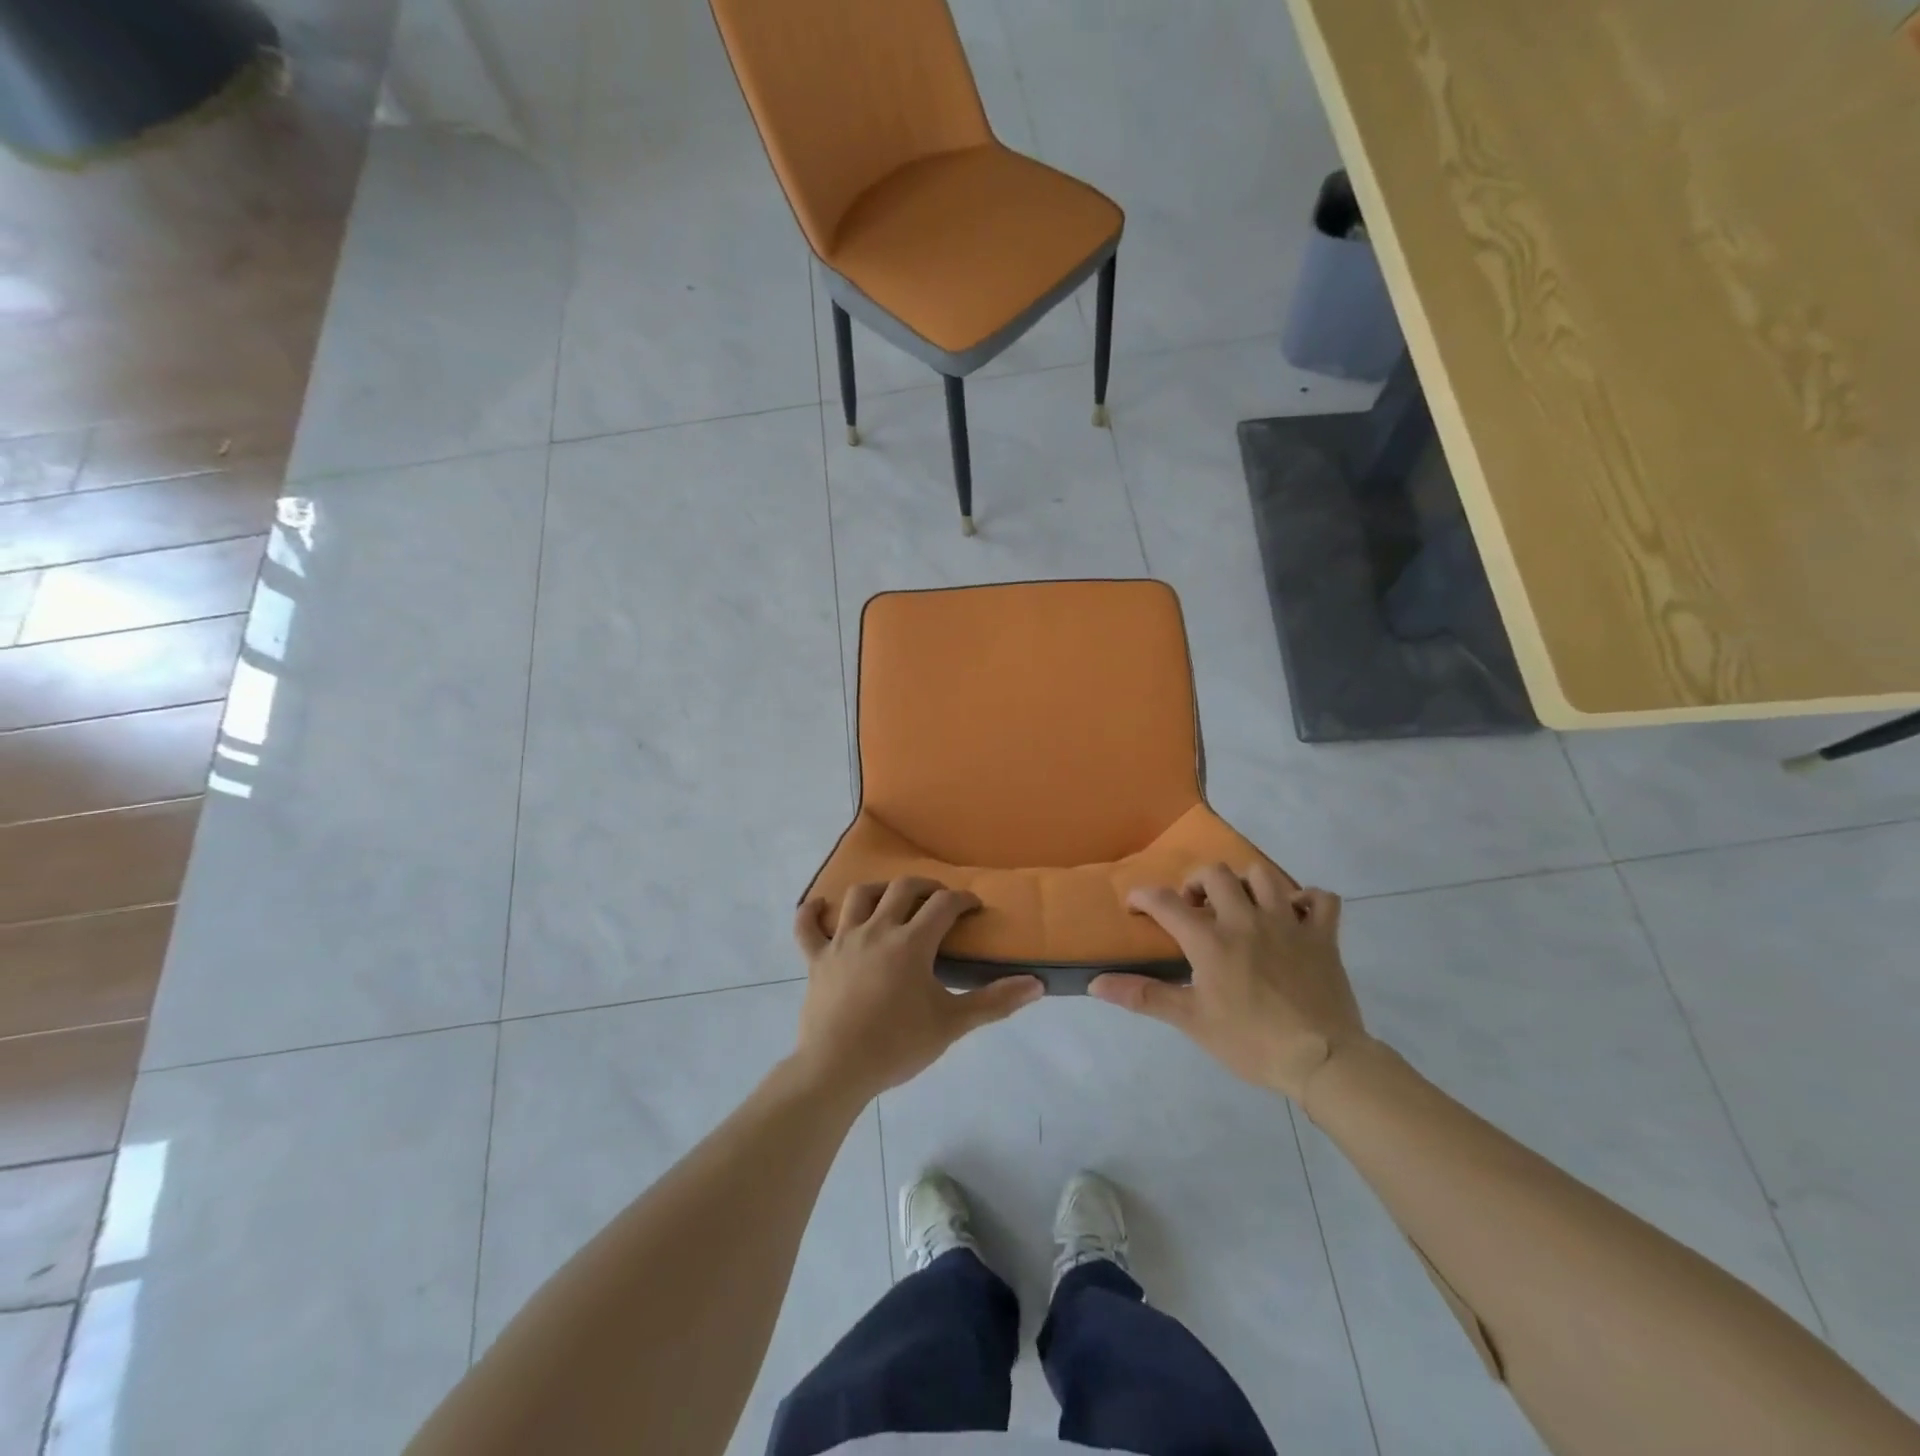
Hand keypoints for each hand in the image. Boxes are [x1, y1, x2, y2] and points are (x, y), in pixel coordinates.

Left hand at [790, 878, 1042, 1103]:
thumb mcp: (952, 1024)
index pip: (943, 904)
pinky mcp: (816, 959)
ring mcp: (842, 941)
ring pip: (858, 896)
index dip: (962, 900)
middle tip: (938, 899)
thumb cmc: (898, 1044)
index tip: (974, 907)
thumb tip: (1037, 984)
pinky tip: (820, 906)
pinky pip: (806, 926)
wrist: (838, 1069)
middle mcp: (877, 929)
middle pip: (902, 888)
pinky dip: (812, 912)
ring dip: (878, 890)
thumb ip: (994, 1001)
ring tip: (890, 900)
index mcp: (911, 942)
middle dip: (926, 886)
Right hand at [1090, 864, 1369, 1101]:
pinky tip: (1295, 916)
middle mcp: (1246, 919)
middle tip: (1195, 909)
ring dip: (1246, 885)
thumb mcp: (1191, 1021)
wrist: (1322, 1060)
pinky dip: (1307, 900)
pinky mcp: (1323, 936)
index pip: (1164, 901)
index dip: (1142, 897)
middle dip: (1197, 884)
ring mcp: (1288, 923)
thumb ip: (1143, 996)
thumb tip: (1095, 984)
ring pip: (1263, 875)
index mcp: (1210, 940)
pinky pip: (1321, 899)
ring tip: (1240, 907)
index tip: (1135, 907)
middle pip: (1215, 874)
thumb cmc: (1250, 1042)